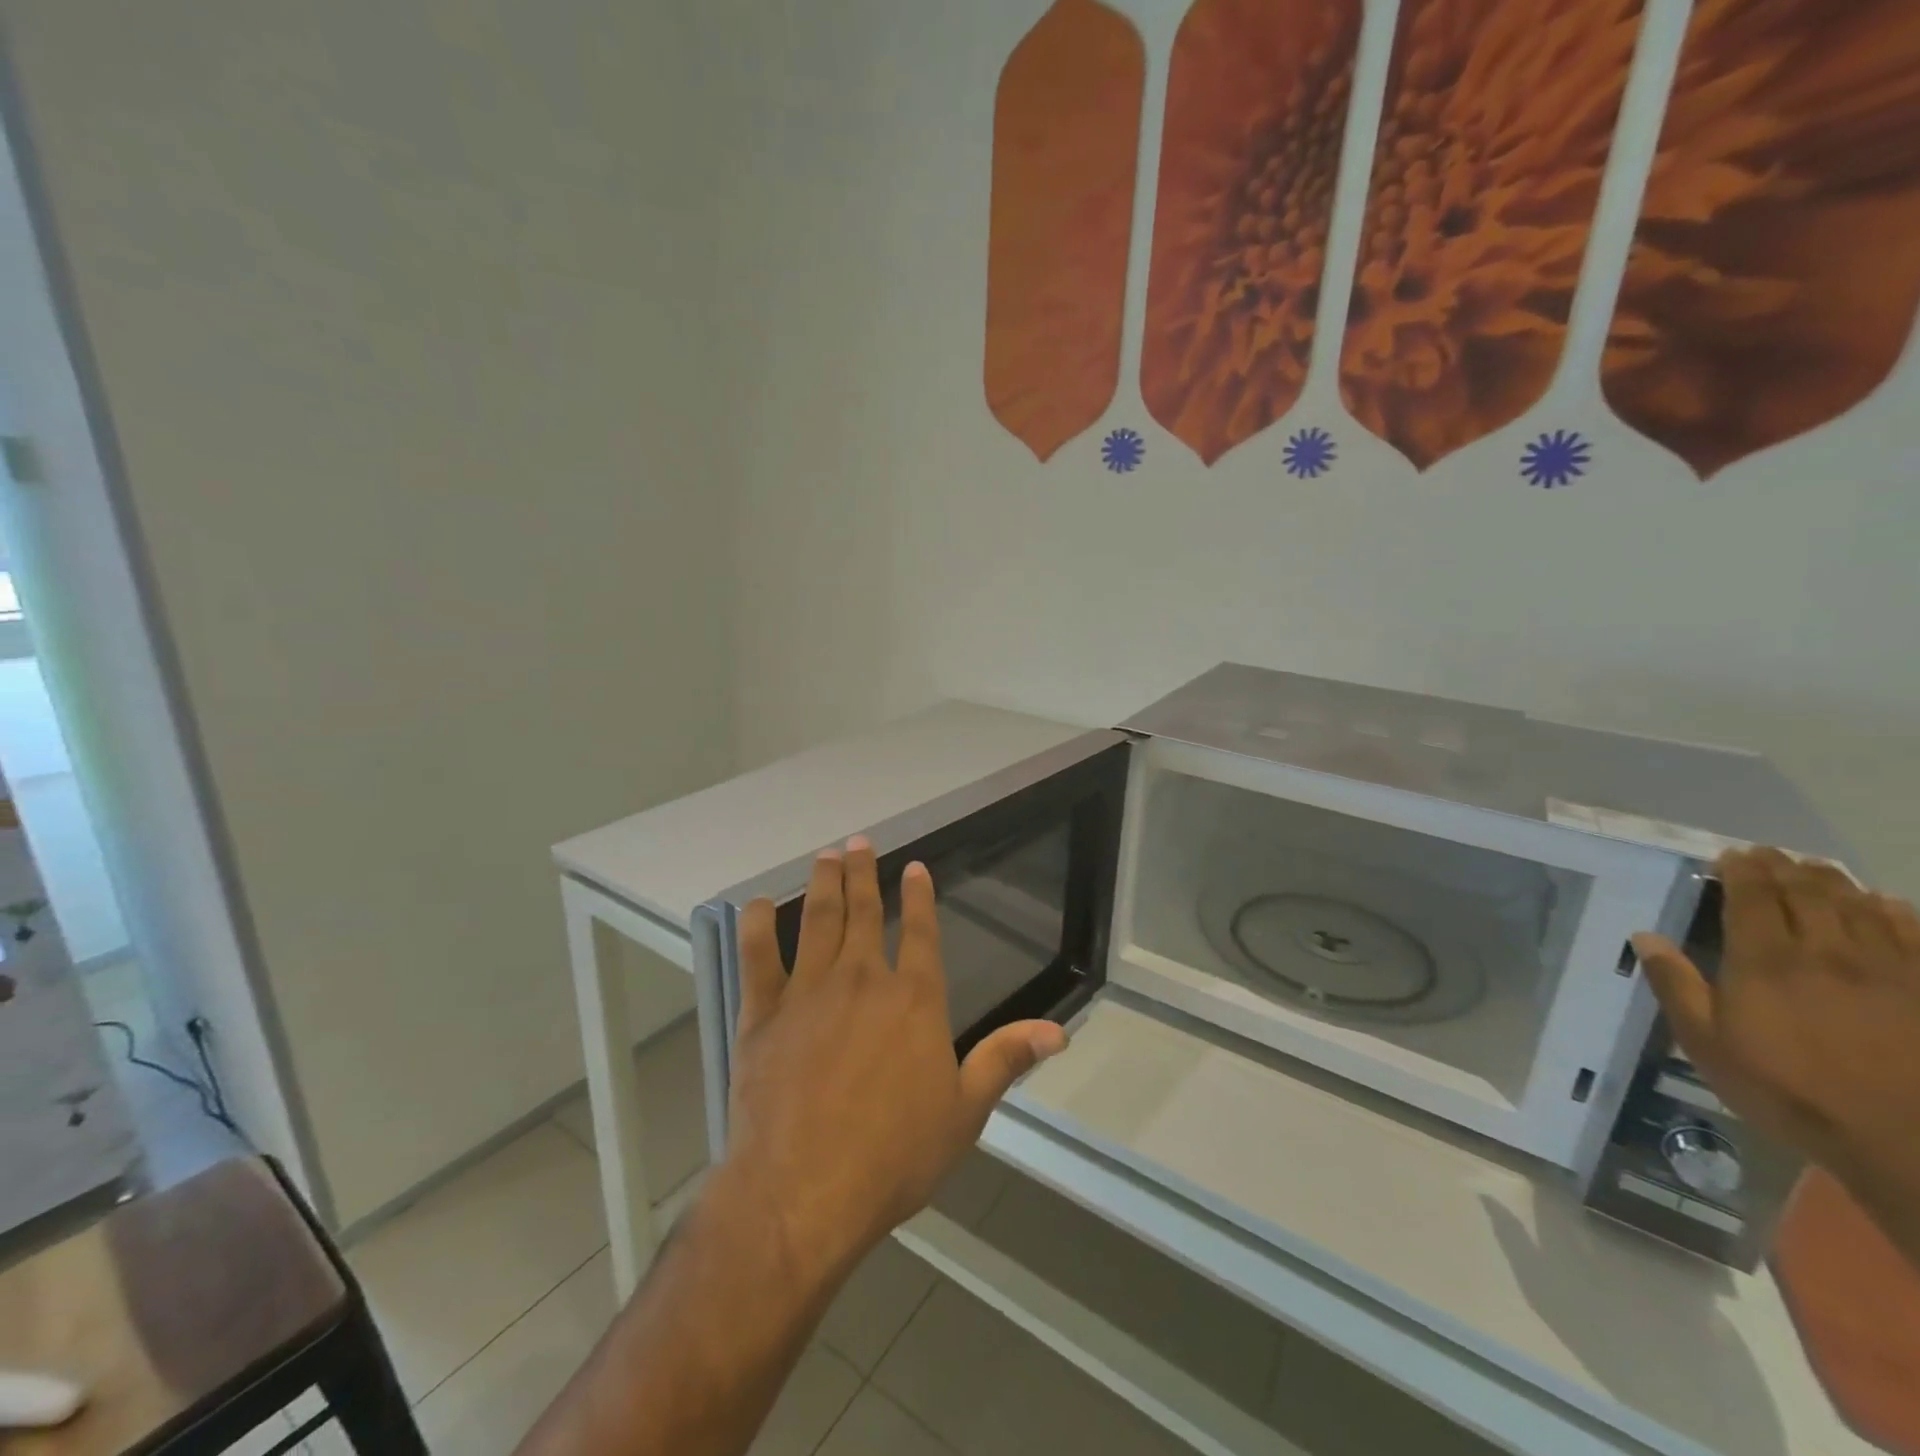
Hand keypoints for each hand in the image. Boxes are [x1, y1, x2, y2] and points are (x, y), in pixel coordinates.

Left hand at [722, 837, 1067, 1291]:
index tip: (914, 867)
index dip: (919, 896)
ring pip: (818, 921)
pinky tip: (758, 904)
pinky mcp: (764, 1014)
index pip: (921, 931)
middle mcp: (862, 980)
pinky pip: (757, 958)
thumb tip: (1058, 1031)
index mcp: (913, 999)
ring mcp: (809, 992)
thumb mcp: (964, 1112)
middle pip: (864, 912)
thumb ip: (1005, 1060)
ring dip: (823, 884)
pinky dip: (757, 926)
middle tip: (859, 841)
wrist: (805, 1191)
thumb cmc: (894, 1155)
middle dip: (864, 873)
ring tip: (826, 856)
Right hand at [1633, 848, 1919, 1206]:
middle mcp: (1827, 952)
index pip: (1753, 898)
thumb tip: (1644, 936)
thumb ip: (1676, 985)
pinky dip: (1896, 912)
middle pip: (1808, 894)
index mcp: (1766, 961)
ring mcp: (1889, 970)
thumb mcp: (1707, 1044)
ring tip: (1817, 869)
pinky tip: (1885, 905)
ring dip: (1834, 882)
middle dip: (1785, 868)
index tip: (1731, 855)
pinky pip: (1915, 935)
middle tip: (1770, 854)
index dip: (1742, 871)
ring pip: (1860, 907)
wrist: (1905, 1143)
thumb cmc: (1788, 1091)